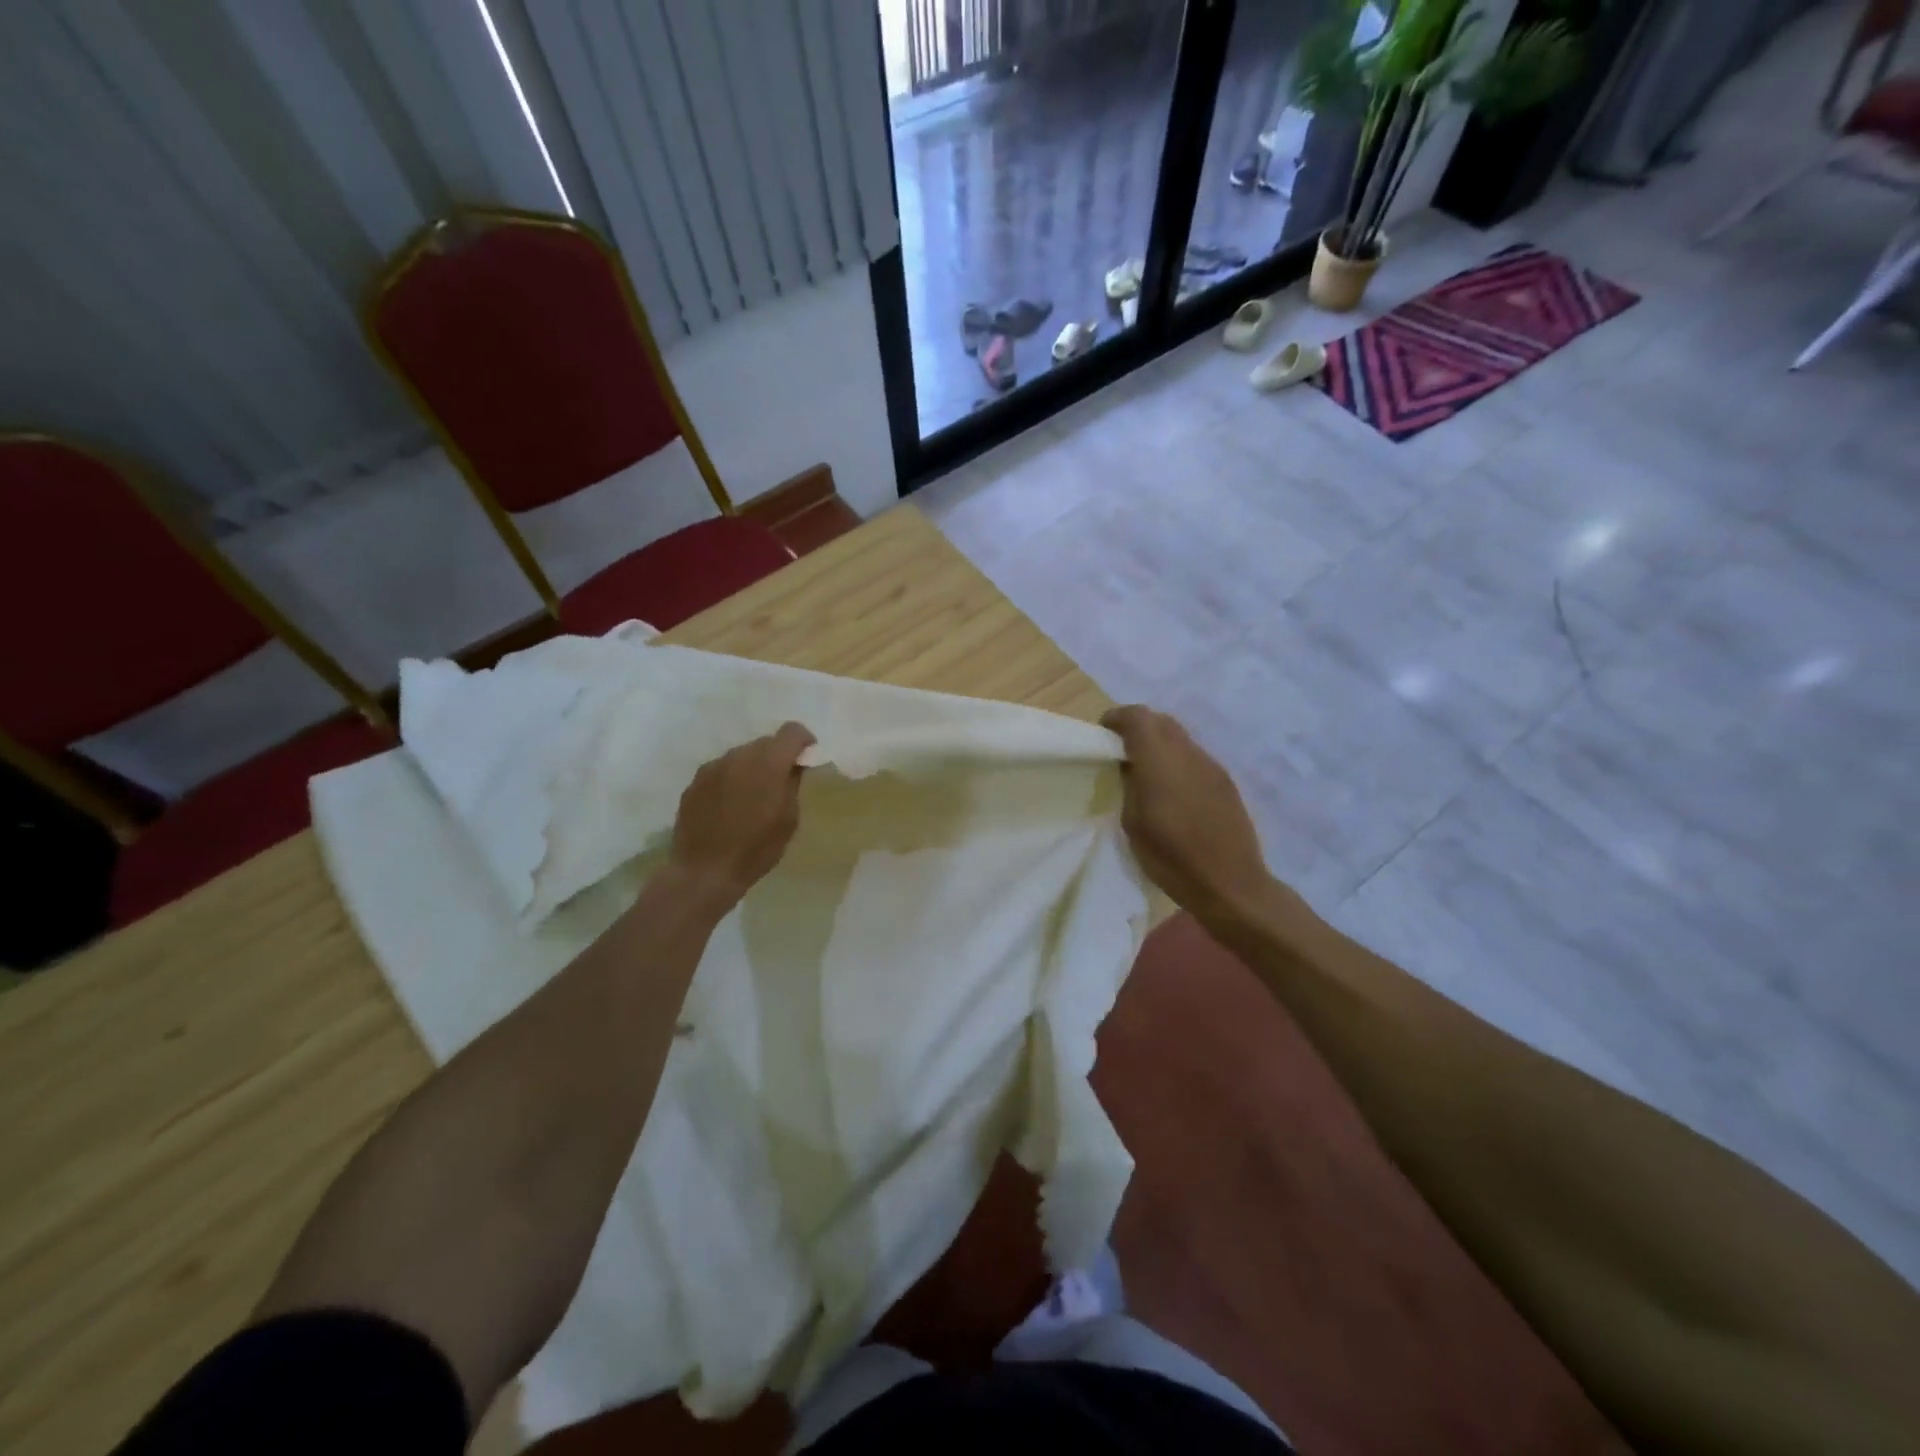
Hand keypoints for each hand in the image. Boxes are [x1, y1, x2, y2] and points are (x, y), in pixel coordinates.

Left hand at [668, 722, 813, 911]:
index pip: (792, 731)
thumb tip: (793, 767)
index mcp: (768, 763)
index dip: (804, 741)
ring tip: (752, 797)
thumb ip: (793, 785)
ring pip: (741, 755)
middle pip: (765, 742)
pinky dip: (731, 780)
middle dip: (777, 756)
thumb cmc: (755, 849)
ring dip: (752, 768)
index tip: (807, 759)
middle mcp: (739, 756)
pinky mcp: (695, 781)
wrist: (703, 872)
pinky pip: (721, 770)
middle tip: (780, 783)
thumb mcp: (789, 820)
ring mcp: (713, 767)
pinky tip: (729, 807)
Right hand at [1102, 706, 1273, 922]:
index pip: (1138, 717)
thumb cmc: (1171, 858)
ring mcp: (1211, 766)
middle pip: (1161, 721)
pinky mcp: (1225, 781)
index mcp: (1160, 761)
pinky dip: (1178, 761)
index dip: (1117, 718)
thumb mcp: (1133, 823)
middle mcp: (1188, 754)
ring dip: (1160, 744)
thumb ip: (1130, 785)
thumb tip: (1129, 765)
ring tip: (1147, 771)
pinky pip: (1195, 758)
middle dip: (1139, 727)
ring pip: (1181, 738)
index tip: (1103, 733)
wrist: (1230, 884)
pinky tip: (1173, 790)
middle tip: (1122, 750)